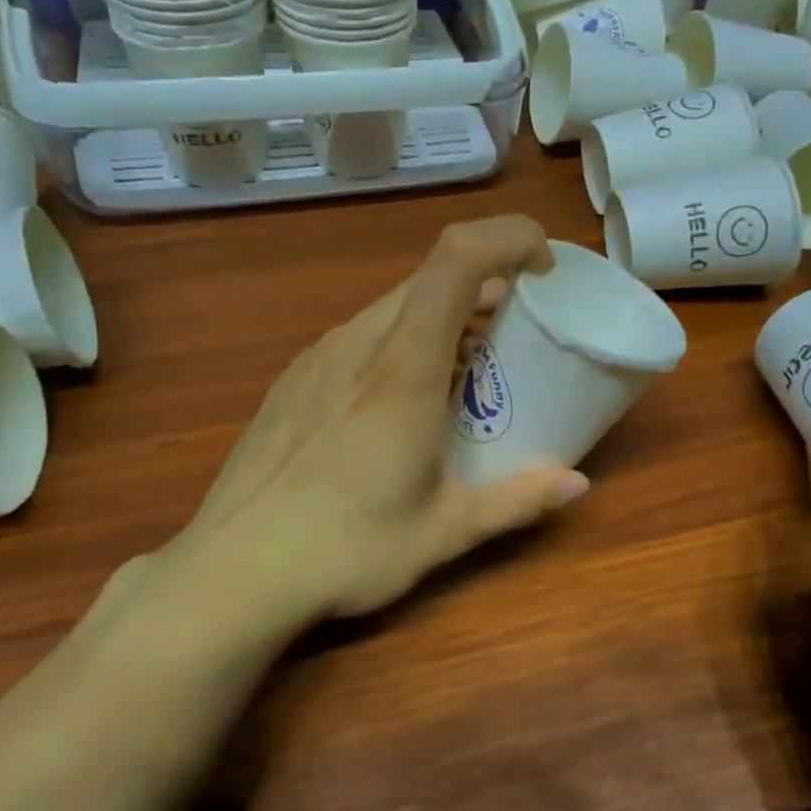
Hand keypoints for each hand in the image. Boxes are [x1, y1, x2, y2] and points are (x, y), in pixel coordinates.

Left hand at [158, 216, 588, 625]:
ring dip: (443, 318)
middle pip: (431, 277)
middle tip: (518, 335)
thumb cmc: (345, 551)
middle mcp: (358, 344)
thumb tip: (577, 484)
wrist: (232, 573)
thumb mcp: (444, 531)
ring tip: (465, 374)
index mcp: (403, 369)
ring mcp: (318, 357)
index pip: (458, 259)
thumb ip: (517, 501)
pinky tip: (401, 403)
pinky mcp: (295, 378)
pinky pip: (361, 335)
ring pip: (394, 306)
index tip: (542, 271)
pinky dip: (401, 342)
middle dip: (487, 285)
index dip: (508, 238)